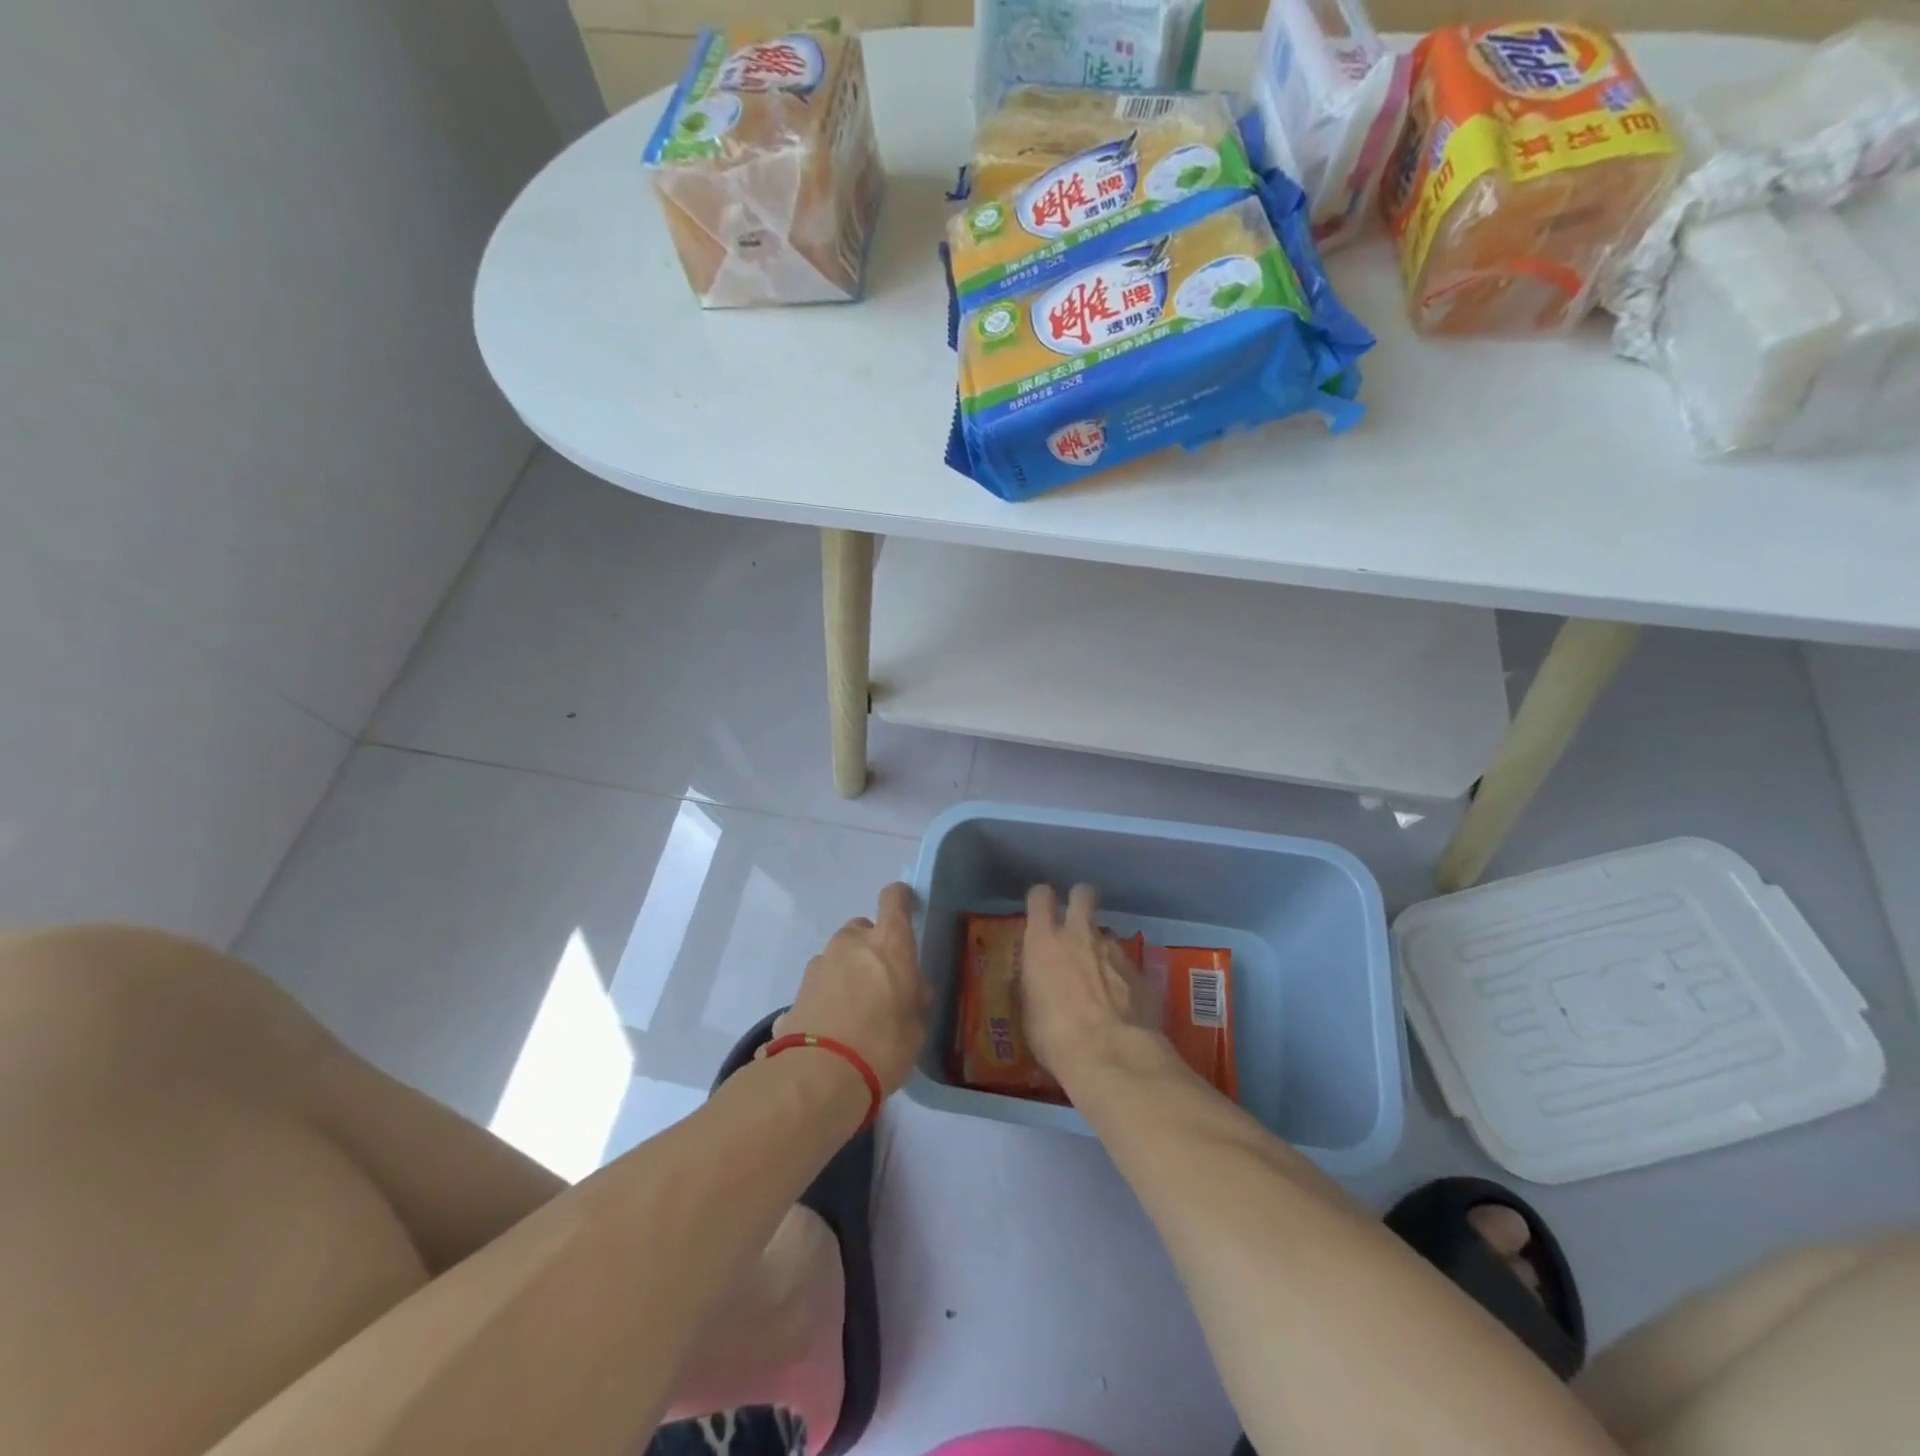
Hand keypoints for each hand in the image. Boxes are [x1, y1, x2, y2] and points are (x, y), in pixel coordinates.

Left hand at [780, 882, 929, 1096]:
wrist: (819, 1076)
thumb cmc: (883, 1046)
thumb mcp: (916, 1028)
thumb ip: (915, 1001)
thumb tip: (914, 991)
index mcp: (889, 943)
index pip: (894, 899)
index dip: (900, 898)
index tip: (906, 906)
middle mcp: (852, 943)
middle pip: (863, 929)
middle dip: (871, 947)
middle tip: (881, 980)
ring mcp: (820, 963)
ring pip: (839, 955)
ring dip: (847, 971)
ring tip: (855, 1010)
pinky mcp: (798, 988)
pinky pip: (821, 983)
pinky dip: (828, 995)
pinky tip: (833, 1026)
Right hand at [1020, 884, 1157, 1080]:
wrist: (1109, 1053)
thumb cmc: (1054, 1035)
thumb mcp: (1029, 1011)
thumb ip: (1034, 985)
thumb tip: (1038, 982)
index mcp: (1044, 941)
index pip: (1040, 896)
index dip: (1041, 900)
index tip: (1041, 913)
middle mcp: (1079, 934)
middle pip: (1083, 893)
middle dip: (1080, 900)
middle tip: (1076, 923)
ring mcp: (1113, 949)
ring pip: (1106, 933)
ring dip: (1101, 948)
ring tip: (1099, 980)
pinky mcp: (1139, 970)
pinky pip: (1125, 963)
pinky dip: (1121, 976)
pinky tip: (1120, 1002)